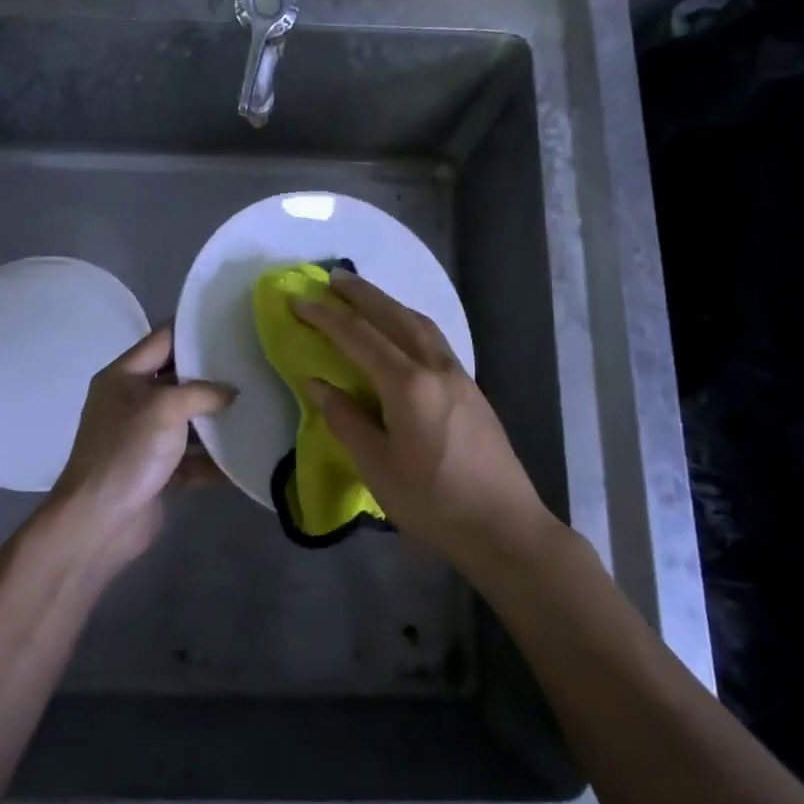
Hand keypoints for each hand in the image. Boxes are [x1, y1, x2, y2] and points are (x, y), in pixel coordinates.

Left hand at [45, 327, 234, 567]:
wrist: (98, 521)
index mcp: (123, 377)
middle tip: (251, 364)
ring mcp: (143, 439)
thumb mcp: (165, 407)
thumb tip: (231, 392)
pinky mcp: (156, 472)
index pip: (162, 340)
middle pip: (177, 380)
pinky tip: (243, 456)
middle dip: (212, 376)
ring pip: (187, 421)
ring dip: (215, 420)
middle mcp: (131, 403)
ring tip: (255, 406)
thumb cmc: (127, 451)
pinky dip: (212, 460)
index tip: (229, 323)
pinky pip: (190, 459)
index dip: (193, 330)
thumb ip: (201, 392)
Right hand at [291, 270, 553, 569]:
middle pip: (395, 317)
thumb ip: (345, 420)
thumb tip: (317, 384)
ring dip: (390, 303)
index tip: (299, 299)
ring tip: (365, 296)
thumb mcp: (377, 467)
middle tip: (334, 276)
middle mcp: (436, 368)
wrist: (504, 526)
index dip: (326, 316)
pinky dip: (410, 323)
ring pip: (421, 324)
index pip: (359, 338)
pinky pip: (435, 340)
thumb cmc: (433, 503)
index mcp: (408, 386)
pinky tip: (402, 333)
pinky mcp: (472, 388)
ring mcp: (459, 375)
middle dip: (362, 294)